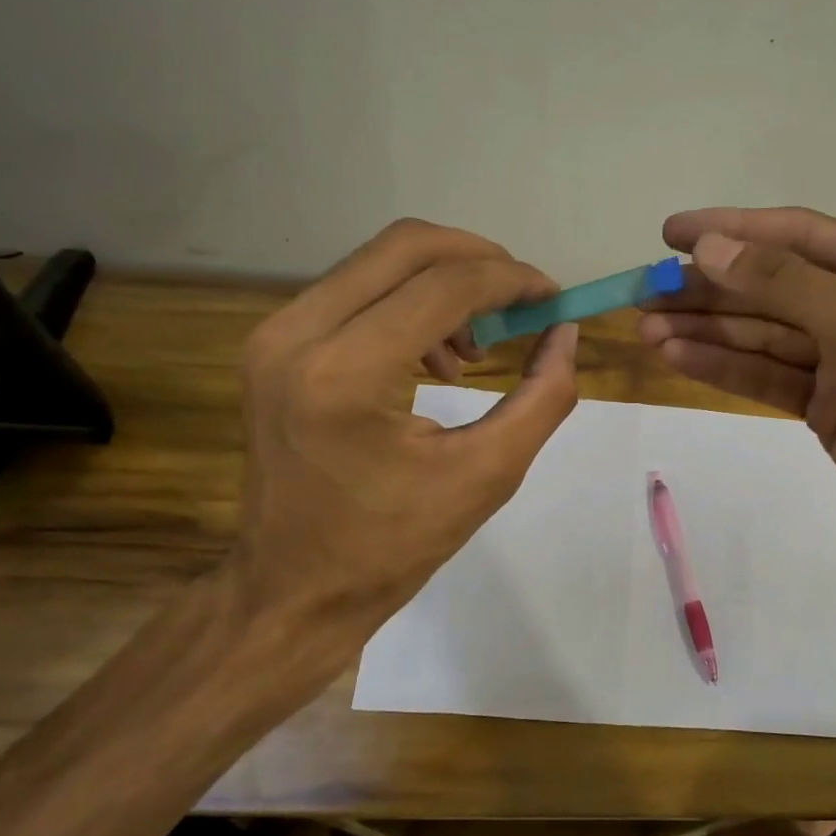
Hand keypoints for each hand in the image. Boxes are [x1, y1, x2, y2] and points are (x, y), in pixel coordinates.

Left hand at [226, 218, 577, 696]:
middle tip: (522, 303)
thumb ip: (542, 397)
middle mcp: (297, 335)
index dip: (512, 280)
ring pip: (377, 262)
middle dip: (479, 261)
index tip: (553, 298)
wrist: (294, 589)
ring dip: (443, 284)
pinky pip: (353, 292)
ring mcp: (274, 336)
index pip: (445, 286)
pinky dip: (407, 304)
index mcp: (346, 374)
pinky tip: (433, 359)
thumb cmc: (393, 546)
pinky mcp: (271, 346)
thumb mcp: (488, 475)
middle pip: (405, 246)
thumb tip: (564, 334)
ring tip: (475, 350)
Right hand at [638, 207, 835, 592]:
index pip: (802, 236)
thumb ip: (788, 284)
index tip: (671, 233)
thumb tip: (709, 248)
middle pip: (774, 287)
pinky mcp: (825, 408)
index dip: (734, 231)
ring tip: (646, 329)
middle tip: (644, 292)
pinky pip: (765, 376)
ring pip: (762, 334)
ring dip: (706, 330)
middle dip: (710, 289)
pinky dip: (723, 366)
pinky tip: (677, 357)